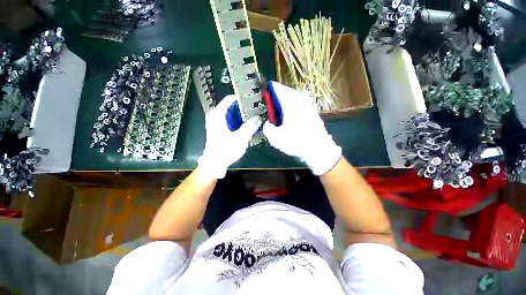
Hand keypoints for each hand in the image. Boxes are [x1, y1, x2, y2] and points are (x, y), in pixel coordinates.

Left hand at [198, 95, 261, 179]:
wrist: (214, 164)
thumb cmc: (225, 150)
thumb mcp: (240, 138)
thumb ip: (250, 126)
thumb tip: (259, 117)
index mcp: (218, 114)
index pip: (231, 99)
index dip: (243, 99)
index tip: (254, 102)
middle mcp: (216, 115)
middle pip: (232, 107)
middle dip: (245, 109)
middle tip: (257, 112)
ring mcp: (217, 122)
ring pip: (232, 114)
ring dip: (243, 116)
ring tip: (255, 118)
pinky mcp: (219, 129)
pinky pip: (231, 121)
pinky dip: (239, 122)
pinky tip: (247, 126)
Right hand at [263, 82, 341, 174]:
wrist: (318, 149)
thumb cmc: (296, 142)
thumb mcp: (276, 139)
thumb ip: (268, 129)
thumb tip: (267, 124)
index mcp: (290, 108)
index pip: (281, 93)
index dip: (274, 88)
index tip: (270, 85)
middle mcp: (301, 106)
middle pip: (292, 93)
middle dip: (284, 91)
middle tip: (279, 93)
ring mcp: (311, 110)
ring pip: (301, 98)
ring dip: (294, 96)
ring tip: (289, 100)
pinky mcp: (316, 117)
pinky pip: (307, 105)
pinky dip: (302, 104)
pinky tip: (301, 110)